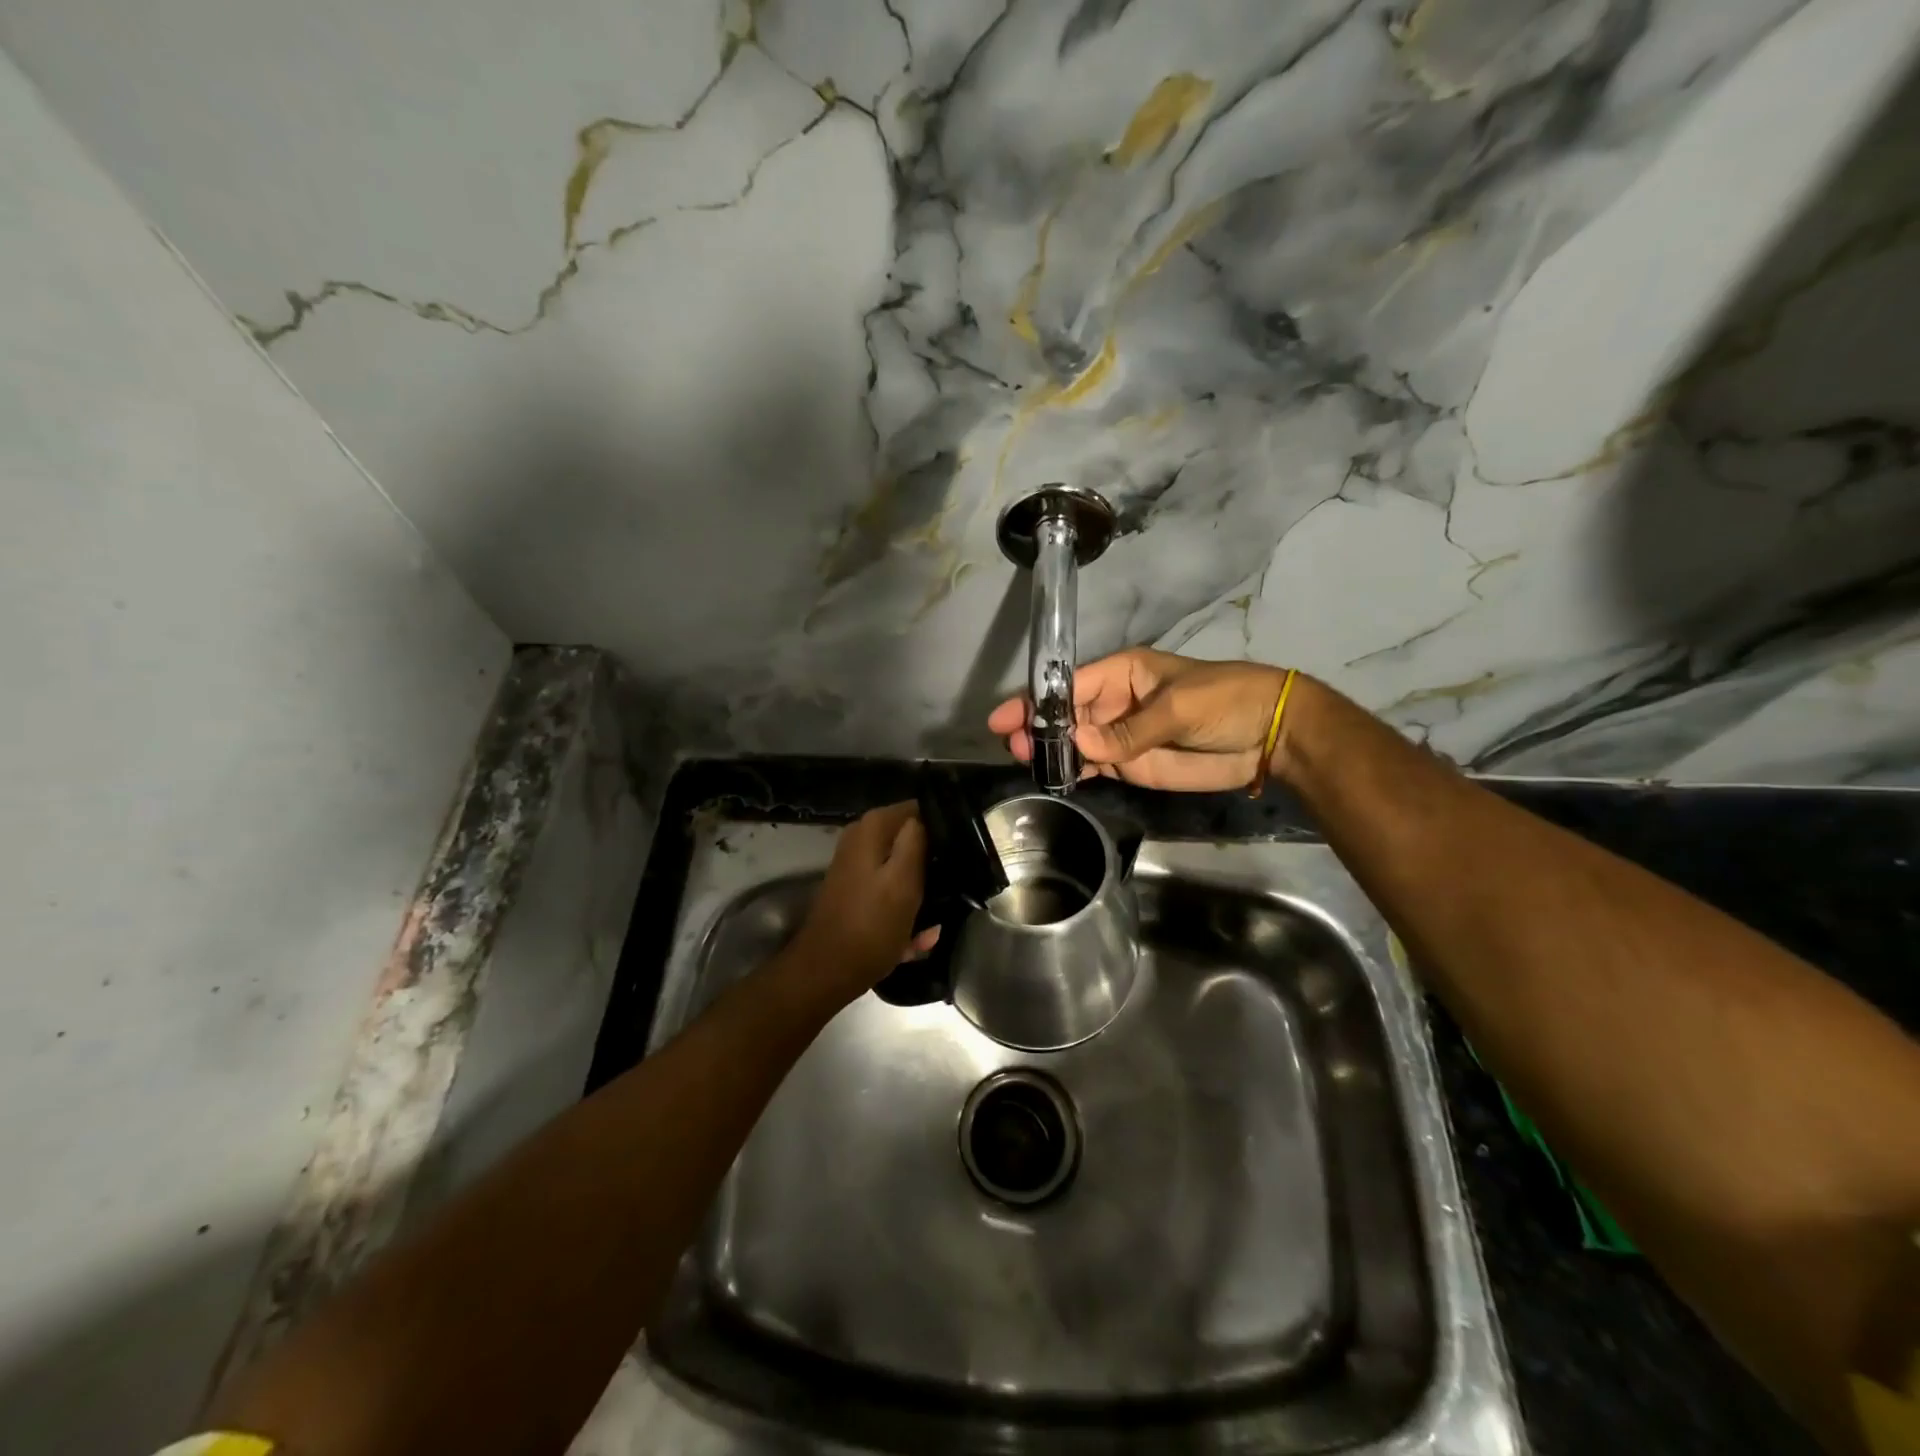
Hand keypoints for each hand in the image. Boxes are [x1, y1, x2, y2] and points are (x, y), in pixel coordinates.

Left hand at [786, 802, 936, 1007]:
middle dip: (932, 864)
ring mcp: (857, 867)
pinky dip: (904, 912)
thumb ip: (916, 840)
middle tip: (955, 886)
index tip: (961, 852)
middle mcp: (861, 839)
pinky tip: (919, 937)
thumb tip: (926, 815)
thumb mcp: (904, 881)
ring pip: (904, 869)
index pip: (918, 809)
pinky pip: (891, 893)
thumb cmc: (870, 926)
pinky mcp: (857, 892)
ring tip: (937, 918)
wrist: (827, 972)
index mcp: (872, 828)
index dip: (942, 828)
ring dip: (921, 893)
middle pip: (911, 839)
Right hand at [988, 647, 1292, 791]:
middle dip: (1038, 728)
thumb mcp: (1177, 707)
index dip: (1037, 700)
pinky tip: (1054, 777)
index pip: (1070, 685)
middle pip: (1065, 716)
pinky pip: (1095, 766)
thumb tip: (1081, 745)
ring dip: (1050, 752)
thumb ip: (1128, 730)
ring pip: (1075, 743)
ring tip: (1025, 762)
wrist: (1268, 735)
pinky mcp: (1131, 764)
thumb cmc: (1224, 700)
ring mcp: (1120, 736)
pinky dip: (1075, 771)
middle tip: (1012, 746)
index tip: (1006, 717)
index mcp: (1122, 674)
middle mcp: (1113, 703)